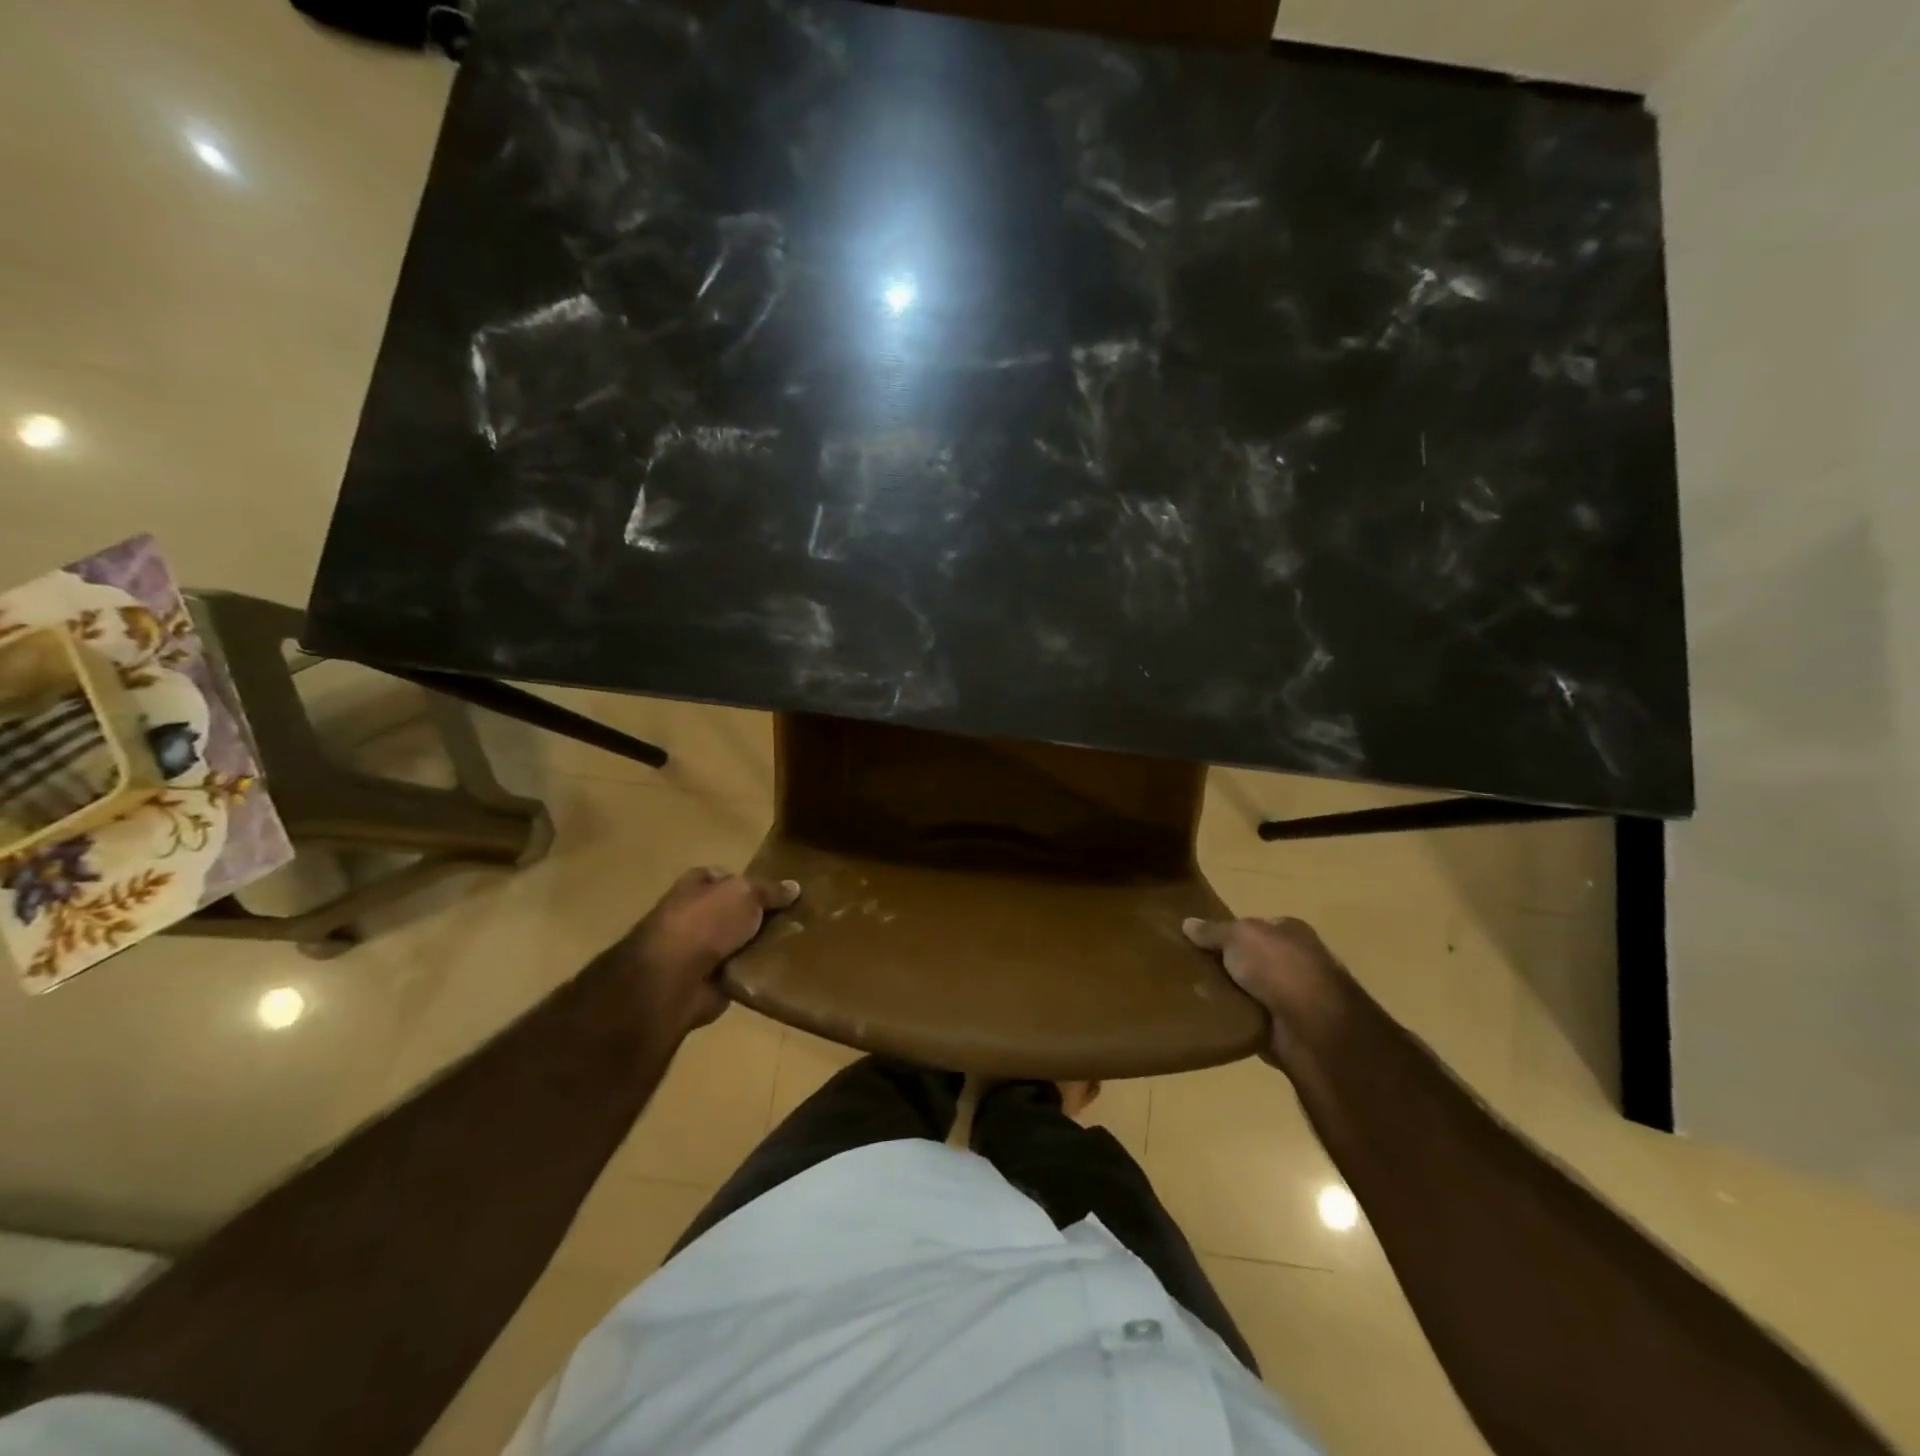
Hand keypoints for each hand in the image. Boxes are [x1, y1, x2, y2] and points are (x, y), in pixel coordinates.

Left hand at [617, 868, 799, 1036]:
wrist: (672, 979)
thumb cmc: (706, 922)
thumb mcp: (746, 894)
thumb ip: (770, 891)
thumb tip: (795, 887)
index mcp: (696, 884)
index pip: (728, 877)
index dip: (754, 883)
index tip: (783, 893)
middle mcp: (694, 913)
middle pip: (735, 911)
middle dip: (760, 917)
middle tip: (796, 921)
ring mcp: (697, 948)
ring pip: (739, 942)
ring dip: (759, 947)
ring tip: (794, 946)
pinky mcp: (704, 979)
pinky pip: (738, 971)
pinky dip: (753, 973)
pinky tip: (779, 971)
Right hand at [1182, 914, 1353, 1067]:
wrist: (1312, 1026)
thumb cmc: (1278, 967)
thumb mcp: (1238, 936)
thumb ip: (1212, 930)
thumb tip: (1186, 923)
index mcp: (1290, 931)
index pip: (1254, 927)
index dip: (1227, 932)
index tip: (1198, 941)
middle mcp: (1296, 960)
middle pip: (1250, 958)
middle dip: (1225, 964)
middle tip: (1191, 969)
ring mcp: (1294, 996)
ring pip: (1248, 989)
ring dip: (1229, 993)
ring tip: (1193, 994)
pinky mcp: (1287, 1027)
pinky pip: (1250, 1017)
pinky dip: (1235, 1018)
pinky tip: (1213, 1017)